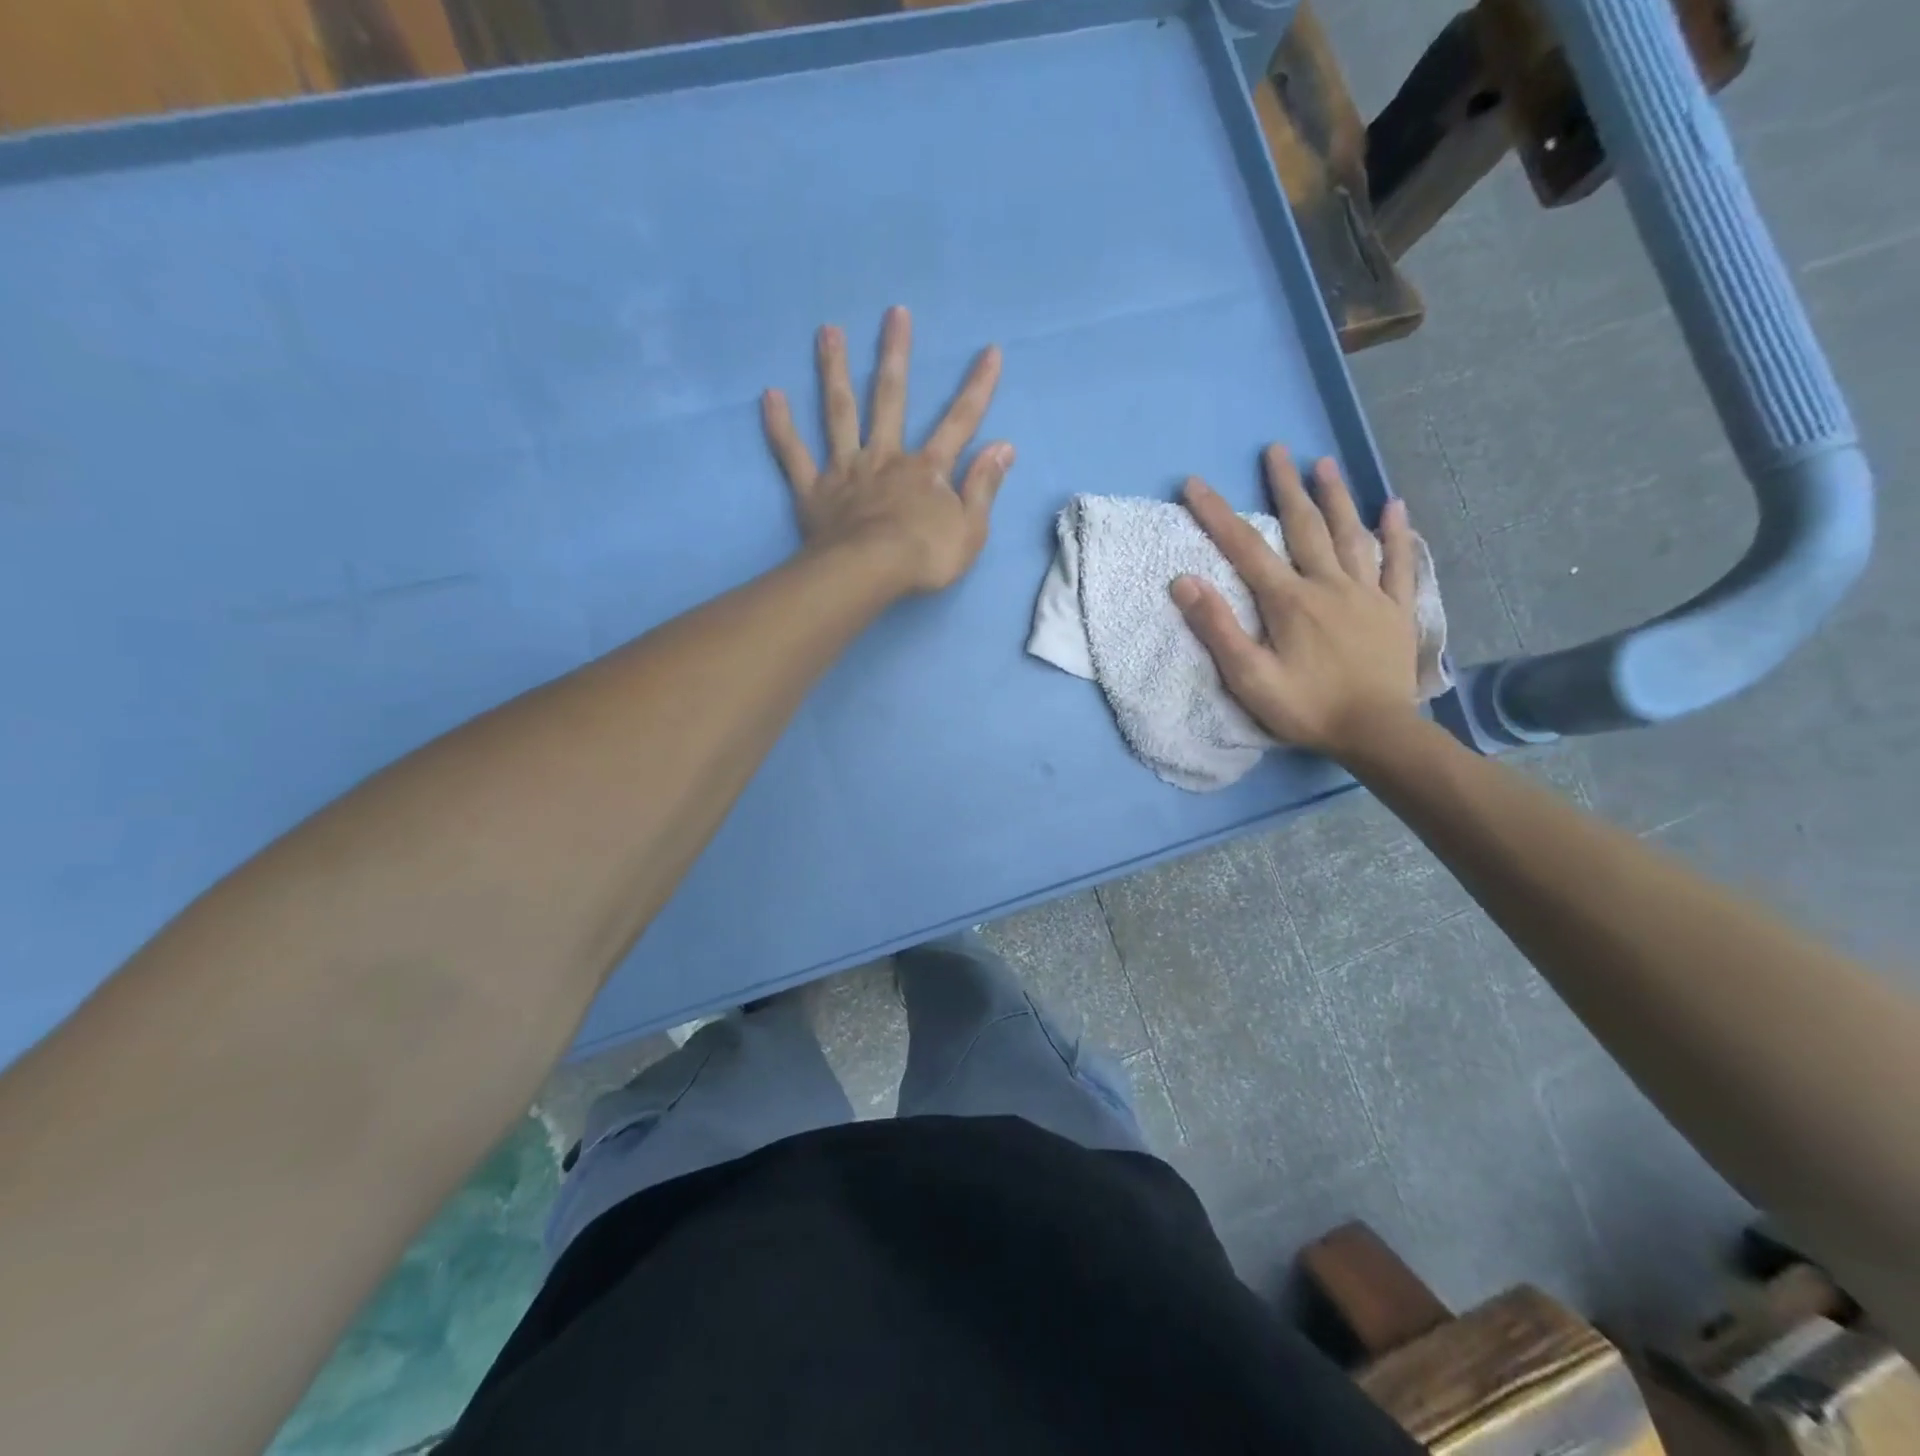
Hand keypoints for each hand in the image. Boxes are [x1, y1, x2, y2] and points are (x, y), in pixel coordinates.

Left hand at [762, 307, 1012, 595]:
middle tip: (894, 312)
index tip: (990, 351)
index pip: (959, 422)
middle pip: (891, 399)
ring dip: (834, 370)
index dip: (978, 388)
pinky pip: (794, 454)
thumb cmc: (925, 557)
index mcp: (926, 470)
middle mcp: (885, 457)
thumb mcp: (971, 530)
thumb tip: (1004, 446)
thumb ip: (985, 486)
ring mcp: (845, 470)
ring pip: (839, 413)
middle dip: (896, 355)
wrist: (870, 574)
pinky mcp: (814, 490)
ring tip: (827, 330)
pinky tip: (770, 395)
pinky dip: (781, 426)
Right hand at [1171, 446, 1421, 760]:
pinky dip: (1395, 534)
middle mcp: (1329, 584)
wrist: (1377, 732)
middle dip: (1285, 486)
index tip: (1194, 483)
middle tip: (1276, 450)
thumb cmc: (1306, 708)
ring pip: (1350, 535)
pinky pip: (1398, 564)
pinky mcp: (1395, 610)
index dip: (1217, 514)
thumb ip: (1217, 628)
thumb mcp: (1249, 677)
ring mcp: (1368, 594)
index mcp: (1290, 600)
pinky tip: (1394, 507)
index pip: (1246, 548)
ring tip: (1325, 463)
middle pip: (1304, 526)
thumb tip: (1184, 580)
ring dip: (1336, 497)